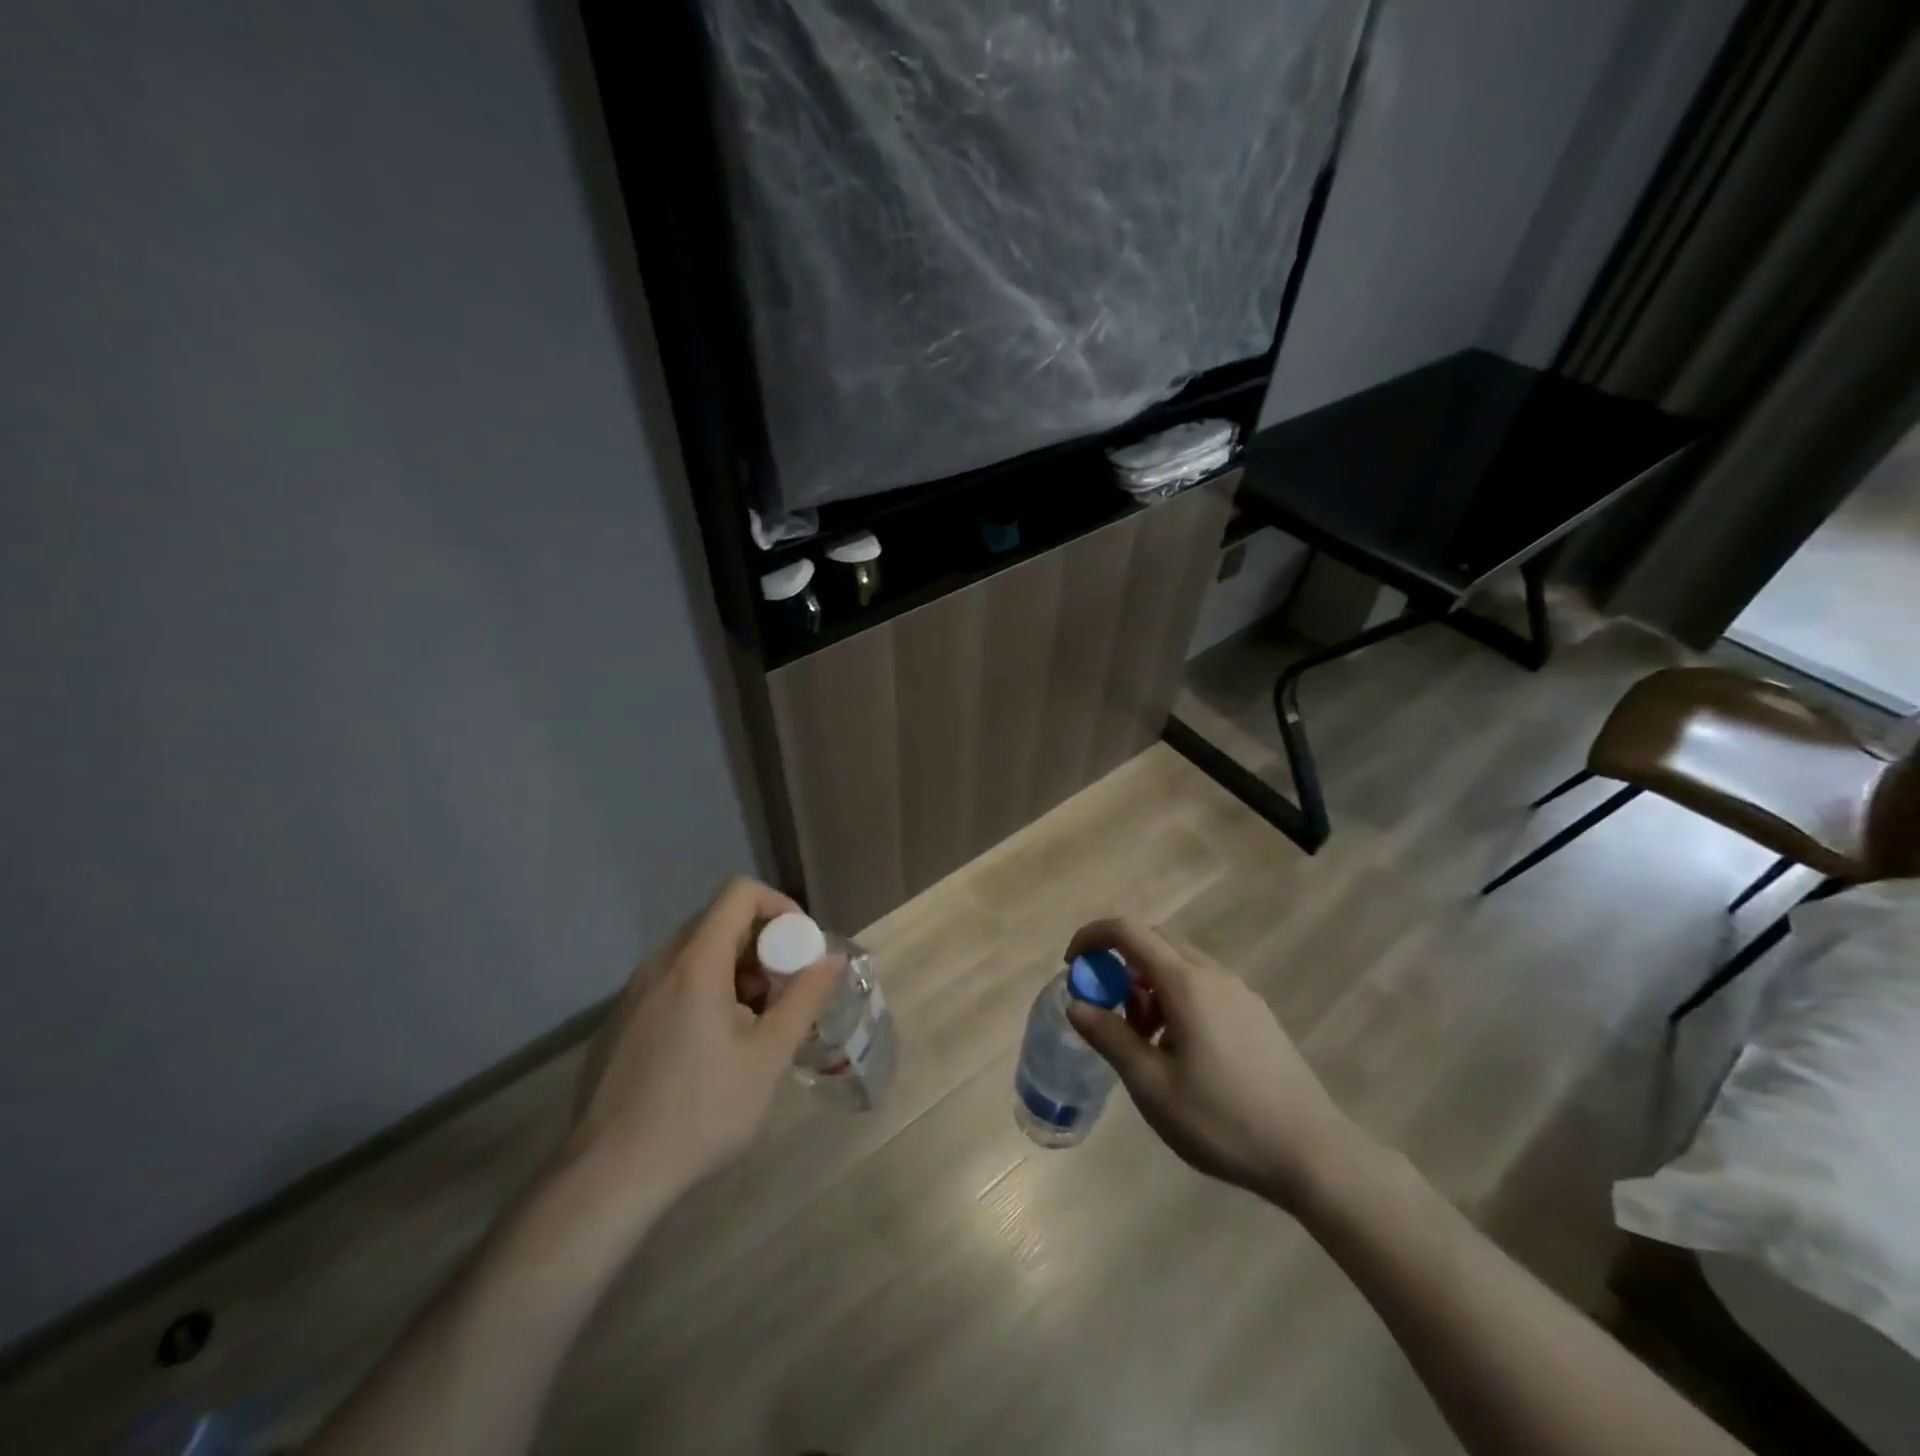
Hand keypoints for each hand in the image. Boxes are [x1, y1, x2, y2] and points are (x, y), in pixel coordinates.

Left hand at [564, 877, 842, 1207]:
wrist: (609, 1177)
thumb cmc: (701, 1111)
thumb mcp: (768, 1056)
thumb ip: (805, 998)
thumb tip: (834, 958)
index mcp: (695, 963)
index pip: (739, 893)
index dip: (779, 906)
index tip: (800, 948)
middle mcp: (659, 965)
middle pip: (719, 922)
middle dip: (762, 945)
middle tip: (783, 993)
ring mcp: (633, 993)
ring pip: (695, 954)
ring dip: (735, 971)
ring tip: (752, 1025)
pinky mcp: (620, 1022)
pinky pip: (672, 982)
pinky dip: (704, 991)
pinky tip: (712, 1048)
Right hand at [1064, 918, 1359, 1208]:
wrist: (1312, 1153)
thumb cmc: (1223, 1120)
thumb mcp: (1152, 1086)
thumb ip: (1110, 1038)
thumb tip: (1076, 1004)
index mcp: (1186, 983)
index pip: (1128, 931)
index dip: (1092, 938)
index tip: (1072, 967)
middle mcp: (1213, 974)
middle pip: (1154, 943)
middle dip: (1119, 966)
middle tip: (1107, 1012)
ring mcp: (1239, 992)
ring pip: (1179, 966)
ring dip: (1147, 986)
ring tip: (1144, 1042)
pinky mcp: (1255, 1013)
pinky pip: (1202, 986)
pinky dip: (1175, 999)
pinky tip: (1180, 1051)